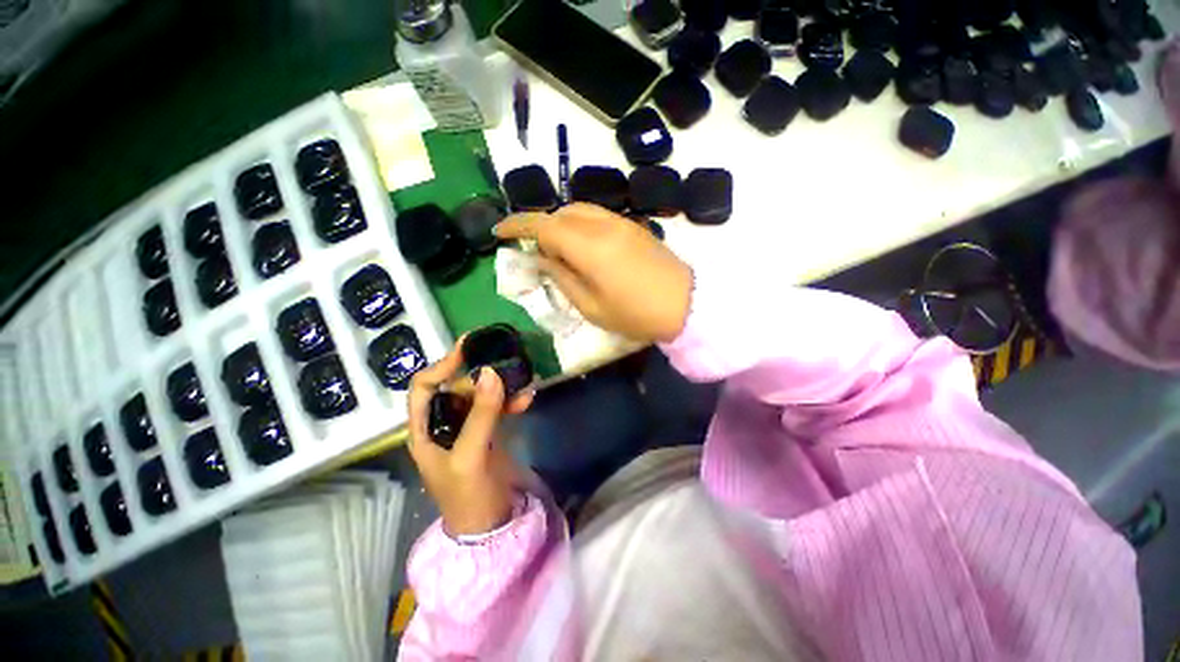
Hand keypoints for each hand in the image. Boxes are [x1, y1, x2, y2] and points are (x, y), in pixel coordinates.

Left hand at [407, 343, 534, 536]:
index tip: (468, 348)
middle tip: (505, 363)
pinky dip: (510, 401)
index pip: (424, 387)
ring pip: (480, 396)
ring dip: (500, 387)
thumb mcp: (471, 456)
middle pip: (457, 387)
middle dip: (480, 375)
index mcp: (425, 429)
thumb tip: (490, 372)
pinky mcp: (487, 433)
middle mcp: (442, 424)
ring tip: (522, 379)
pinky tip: (527, 398)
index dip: (442, 365)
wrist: (490, 527)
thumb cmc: (468, 496)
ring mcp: (466, 428)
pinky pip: (497, 408)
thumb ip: (480, 415)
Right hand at [495, 203, 693, 342]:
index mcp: (589, 246)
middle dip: (540, 227)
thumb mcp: (591, 306)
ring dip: (561, 224)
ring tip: (558, 251)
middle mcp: (603, 224)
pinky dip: (581, 225)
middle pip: (561, 213)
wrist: (687, 305)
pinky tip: (583, 248)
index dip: (517, 225)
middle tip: (536, 253)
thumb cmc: (636, 314)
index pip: (543, 224)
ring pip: (580, 210)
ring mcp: (622, 222)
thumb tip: (542, 259)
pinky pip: (598, 217)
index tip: (499, 232)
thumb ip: (562, 278)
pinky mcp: (634, 226)